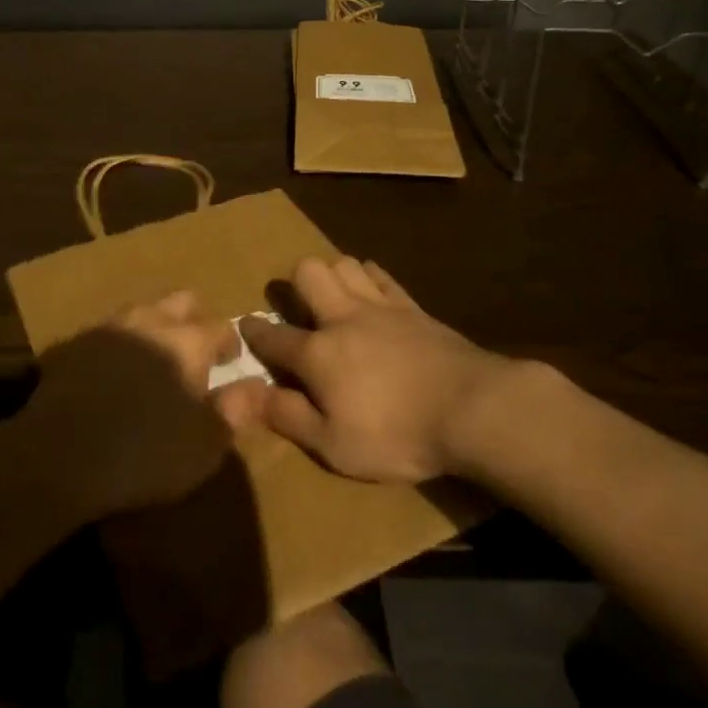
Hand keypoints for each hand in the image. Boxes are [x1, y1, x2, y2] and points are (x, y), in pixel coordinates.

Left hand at [23, 291, 266, 517]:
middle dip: (195, 319)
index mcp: (187, 342)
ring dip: (156, 326)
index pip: (221, 327)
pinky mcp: (76, 342)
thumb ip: (235, 411)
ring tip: (156, 358)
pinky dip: (121, 343)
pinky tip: (115, 371)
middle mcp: (151, 321)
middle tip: (196, 351)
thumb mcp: (203, 447)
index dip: (230, 344)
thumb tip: (258, 385)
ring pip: (143, 310)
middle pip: (182, 301)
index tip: (232, 361)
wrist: (57, 456)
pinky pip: (109, 332)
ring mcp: (109, 328)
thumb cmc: (142, 455)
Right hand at [240, 256, 514, 482]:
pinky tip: (370, 288)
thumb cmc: (396, 434)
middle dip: (294, 285)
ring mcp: (379, 307)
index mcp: (318, 354)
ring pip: (343, 263)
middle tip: (299, 308)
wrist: (470, 407)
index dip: (255, 334)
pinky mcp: (411, 306)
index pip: (274, 337)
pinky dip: (369, 276)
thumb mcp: (333, 444)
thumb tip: (237, 395)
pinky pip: (381, 275)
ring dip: (332, 274)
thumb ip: (285, 415)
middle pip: (307, 274)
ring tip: (334, 297)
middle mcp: (342, 318)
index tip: (245, 327)